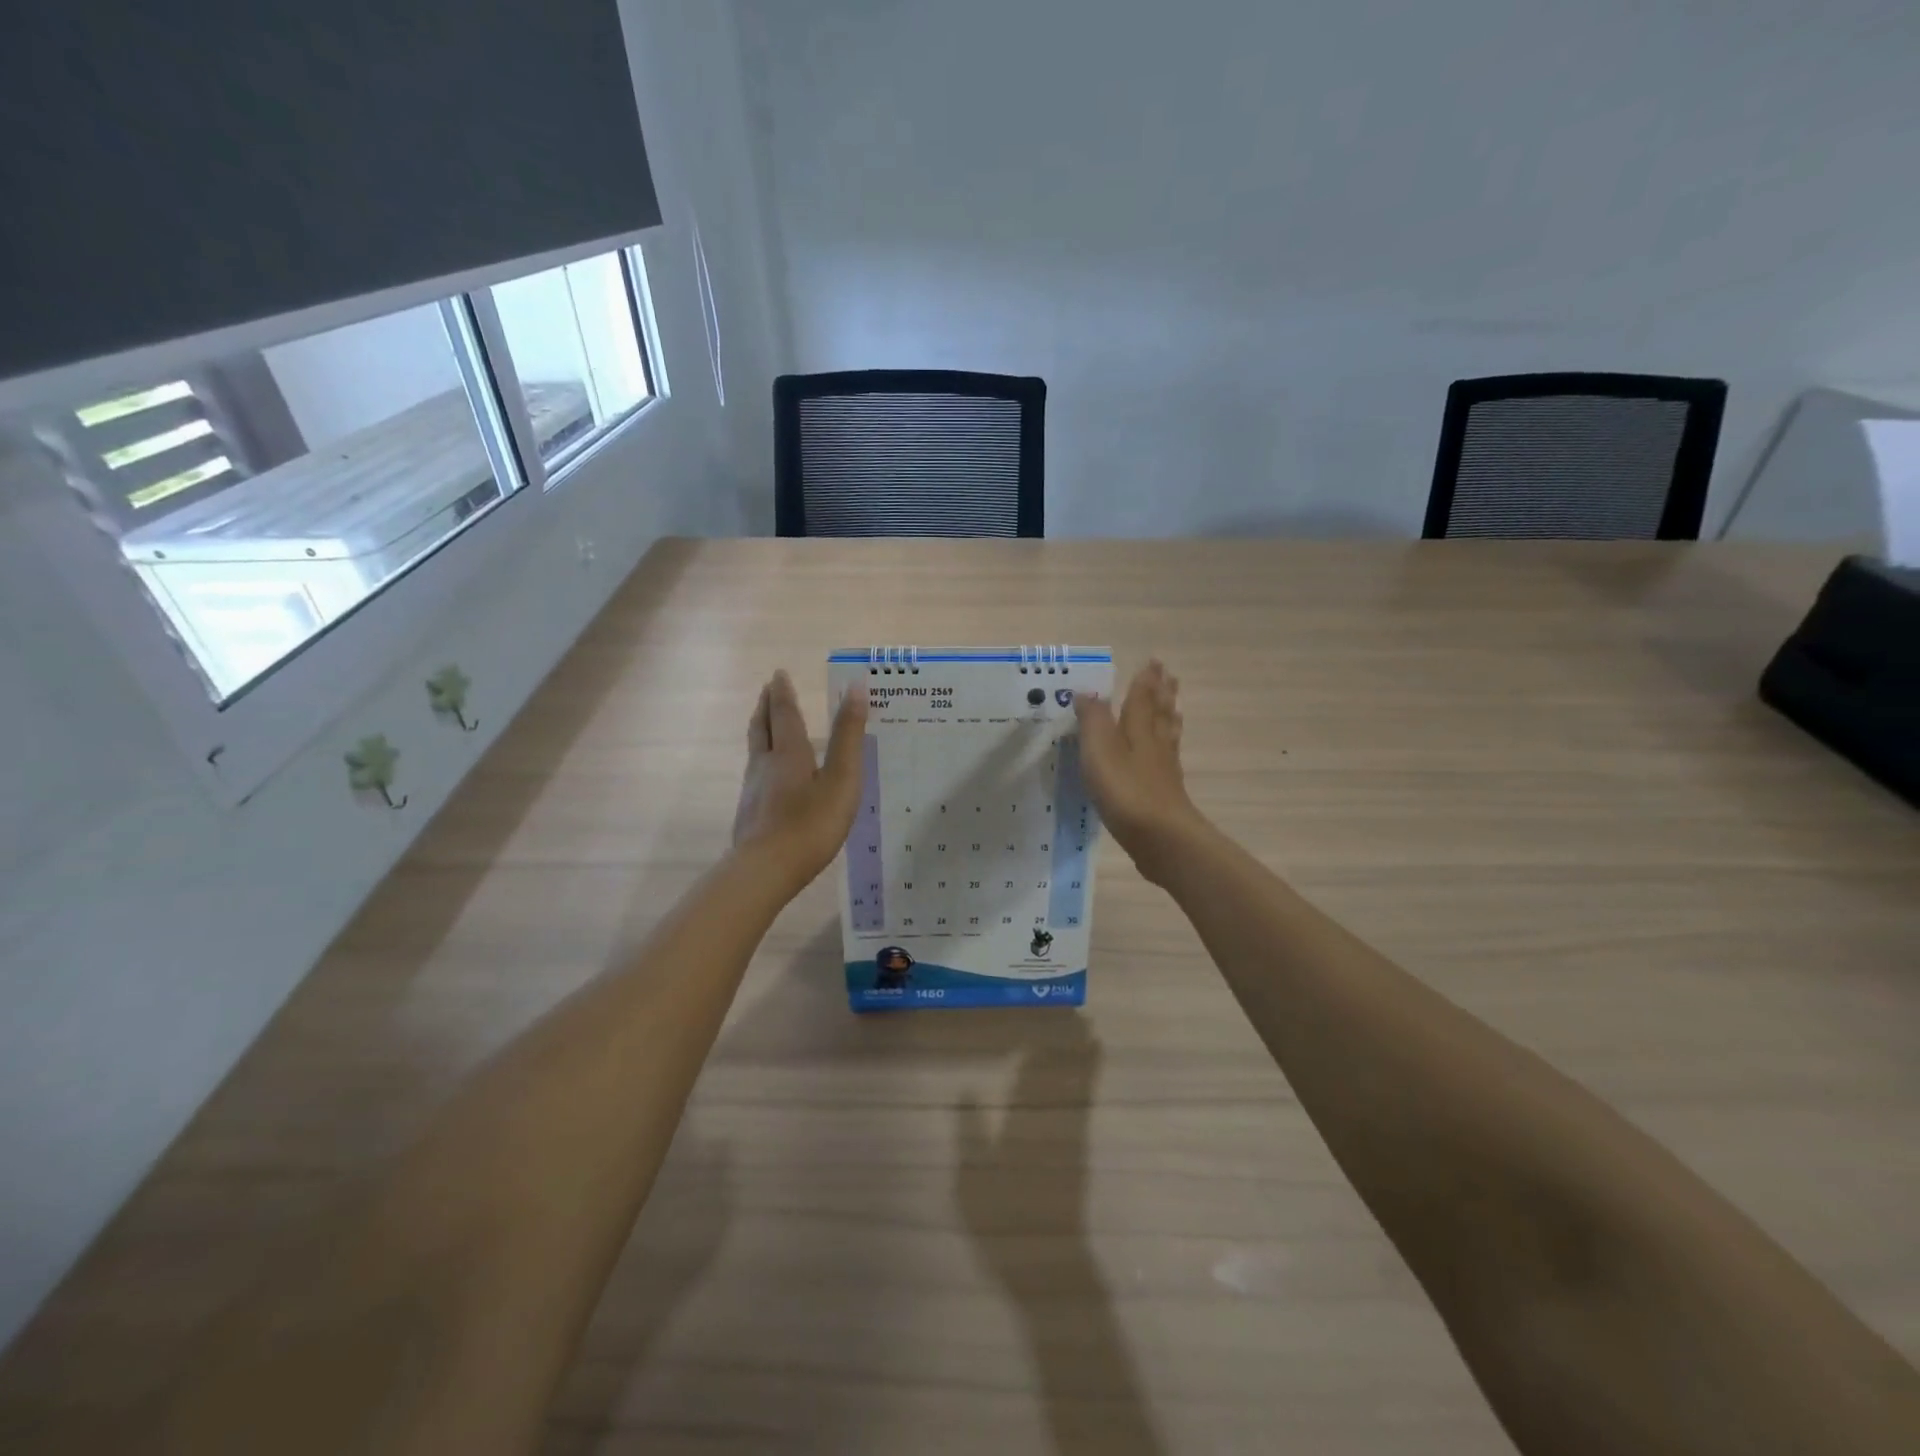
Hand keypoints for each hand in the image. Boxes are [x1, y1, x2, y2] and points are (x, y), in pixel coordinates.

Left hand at [732, 670, 868, 890]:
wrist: (765, 870)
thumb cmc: (810, 824)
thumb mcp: (841, 779)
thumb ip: (848, 737)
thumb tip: (855, 689)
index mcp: (789, 752)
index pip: (784, 713)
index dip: (782, 692)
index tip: (778, 674)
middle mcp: (765, 764)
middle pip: (761, 727)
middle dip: (766, 706)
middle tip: (767, 689)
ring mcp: (753, 789)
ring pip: (755, 750)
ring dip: (760, 731)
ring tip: (765, 724)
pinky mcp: (749, 812)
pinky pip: (755, 774)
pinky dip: (762, 760)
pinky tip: (768, 775)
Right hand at [1073, 660, 1206, 884]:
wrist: (1161, 837)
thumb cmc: (1125, 790)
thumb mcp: (1099, 751)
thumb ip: (1093, 720)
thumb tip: (1088, 692)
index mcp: (1137, 729)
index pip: (1141, 697)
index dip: (1145, 680)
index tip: (1153, 661)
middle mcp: (1154, 744)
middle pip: (1159, 712)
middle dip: (1161, 693)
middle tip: (1168, 675)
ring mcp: (1163, 769)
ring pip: (1167, 734)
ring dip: (1169, 715)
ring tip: (1174, 703)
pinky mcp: (1166, 792)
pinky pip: (1168, 758)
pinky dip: (1168, 746)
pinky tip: (1167, 753)